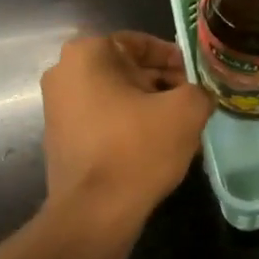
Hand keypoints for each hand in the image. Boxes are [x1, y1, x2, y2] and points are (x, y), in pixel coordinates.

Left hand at [38, 32, 213, 243]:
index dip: (175, 59)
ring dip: (150, 107)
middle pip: (128, 69)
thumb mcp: (186, 111)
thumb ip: (200, 90)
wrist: (93, 214)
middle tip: (193, 104)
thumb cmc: (137, 149)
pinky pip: (104, 120)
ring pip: (117, 96)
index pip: (141, 43)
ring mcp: (58, 107)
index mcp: (88, 53)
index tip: (197, 78)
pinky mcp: (61, 138)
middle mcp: (64, 73)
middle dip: (163, 85)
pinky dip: (130, 126)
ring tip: (181, 129)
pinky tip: (157, 147)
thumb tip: (200, 95)